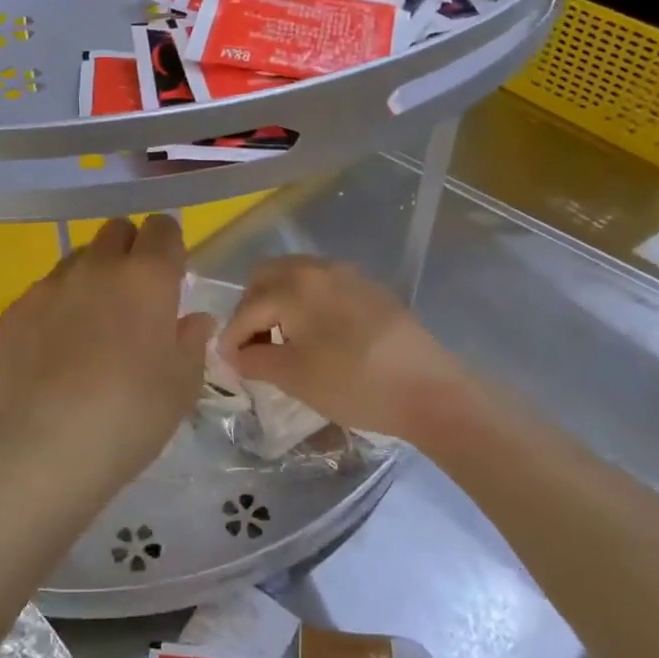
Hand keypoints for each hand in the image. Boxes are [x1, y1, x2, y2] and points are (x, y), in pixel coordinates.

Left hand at [0, 216, 212, 498]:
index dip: (168, 246)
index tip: (170, 275)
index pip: (163, 228)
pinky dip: (55, 309)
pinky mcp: (15, 310)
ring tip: (90, 326)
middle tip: (133, 296)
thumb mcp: (181, 385)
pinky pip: (43, 294)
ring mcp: (50, 286)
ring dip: (91, 277)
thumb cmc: (131, 415)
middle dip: (129, 251)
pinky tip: (53, 352)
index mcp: (147, 277)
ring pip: (77, 260)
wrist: (45, 448)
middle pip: (116, 231)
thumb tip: (193, 320)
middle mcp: (97, 267)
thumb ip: (191, 342)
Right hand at [217, 256, 470, 439]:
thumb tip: (235, 354)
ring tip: (284, 341)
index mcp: (293, 286)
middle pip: (265, 277)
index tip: (229, 364)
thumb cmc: (354, 384)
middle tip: (254, 344)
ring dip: (278, 302)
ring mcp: (346, 274)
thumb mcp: (294, 377)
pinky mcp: (369, 287)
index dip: (232, 338)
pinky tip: (317, 336)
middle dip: (251, 308)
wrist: (429, 390)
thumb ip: (254, 360)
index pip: (246, 308)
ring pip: (294, 276)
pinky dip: (306, 302)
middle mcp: (316, 268)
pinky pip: (321, 285)